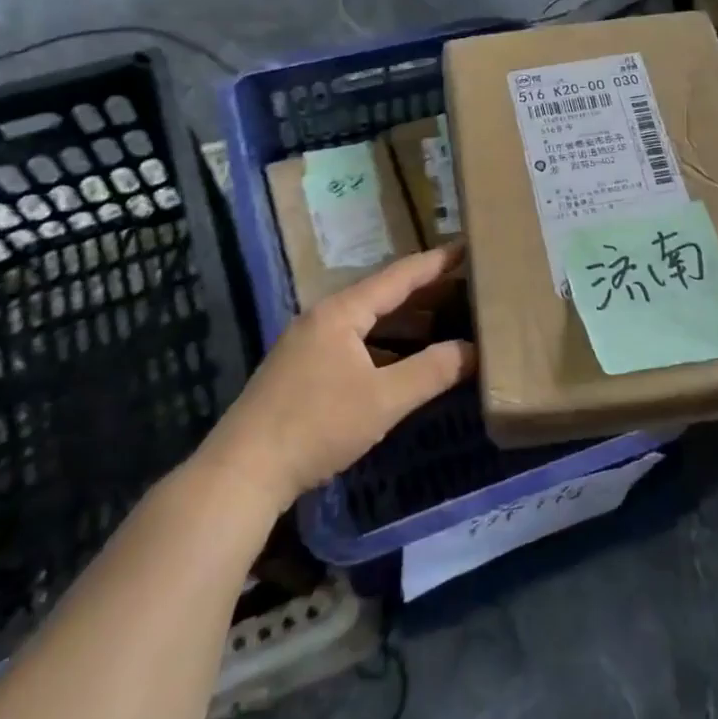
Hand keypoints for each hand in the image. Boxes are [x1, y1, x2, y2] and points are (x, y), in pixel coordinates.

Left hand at [209, 244, 476, 507]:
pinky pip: (355, 344)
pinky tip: (404, 360)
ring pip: (367, 323)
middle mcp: (323, 318)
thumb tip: (474, 350)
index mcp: (341, 311)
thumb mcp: (383, 400)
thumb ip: (432, 372)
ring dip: (405, 321)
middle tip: (466, 285)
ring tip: (445, 319)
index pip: (398, 276)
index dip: (435, 262)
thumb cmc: (317, 426)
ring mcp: (308, 344)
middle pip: (382, 296)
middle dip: (425, 291)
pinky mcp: (302, 371)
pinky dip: (385, 345)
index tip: (467, 247)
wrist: (243, 472)